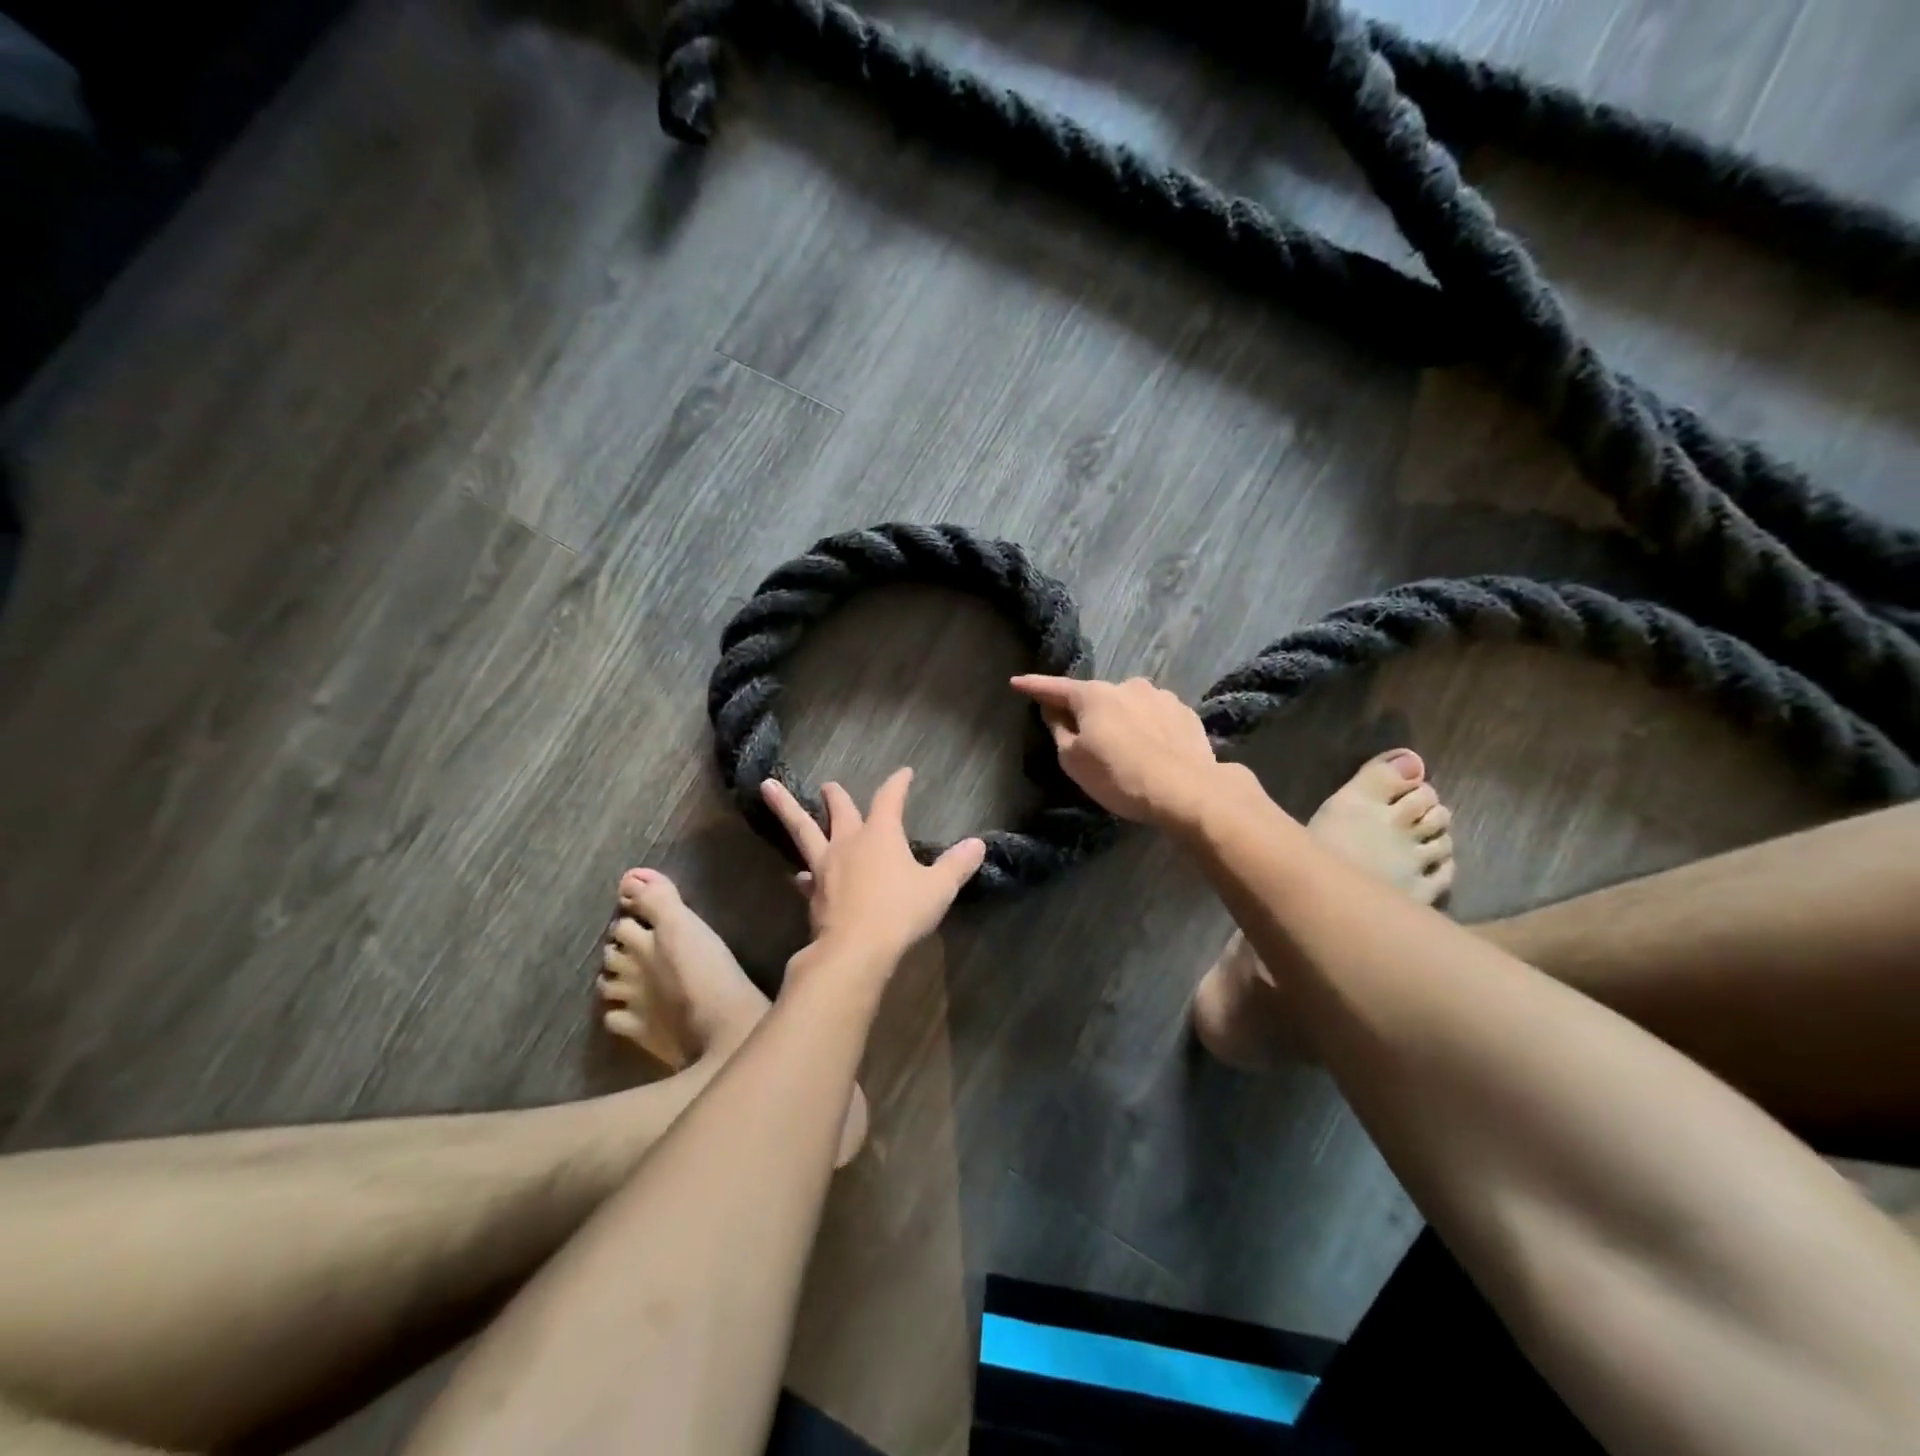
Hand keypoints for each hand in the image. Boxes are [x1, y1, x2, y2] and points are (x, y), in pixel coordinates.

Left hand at [761, 769, 985, 969]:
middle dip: (836, 796)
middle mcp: (849, 843)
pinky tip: (800, 876)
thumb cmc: (901, 912)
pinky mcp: (814, 893)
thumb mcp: (938, 888)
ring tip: (768, 789)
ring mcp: (826, 867)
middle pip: (839, 810)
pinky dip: (803, 873)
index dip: (898, 783)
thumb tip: (977, 844)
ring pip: (804, 831)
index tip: (904, 772)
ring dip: (787, 809)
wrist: (855, 950)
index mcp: (881, 835)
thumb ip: (957, 865)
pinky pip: (806, 876)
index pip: (890, 798)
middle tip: (828, 785)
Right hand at [1010, 674, 1221, 825]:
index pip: (1055, 688)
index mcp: (1094, 695)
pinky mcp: (1185, 713)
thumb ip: (1059, 730)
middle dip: (1086, 712)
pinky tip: (1152, 750)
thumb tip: (1054, 711)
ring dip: (1120, 720)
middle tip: (1084, 740)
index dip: (1034, 686)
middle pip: (1095, 697)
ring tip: (1125, 750)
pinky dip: (1146, 728)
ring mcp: (1160, 696)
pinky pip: (1154, 717)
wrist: (1188, 790)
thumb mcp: (1074, 761)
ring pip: (1128, 706)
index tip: (1016, 682)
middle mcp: (1127, 685)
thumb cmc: (1120, 777)